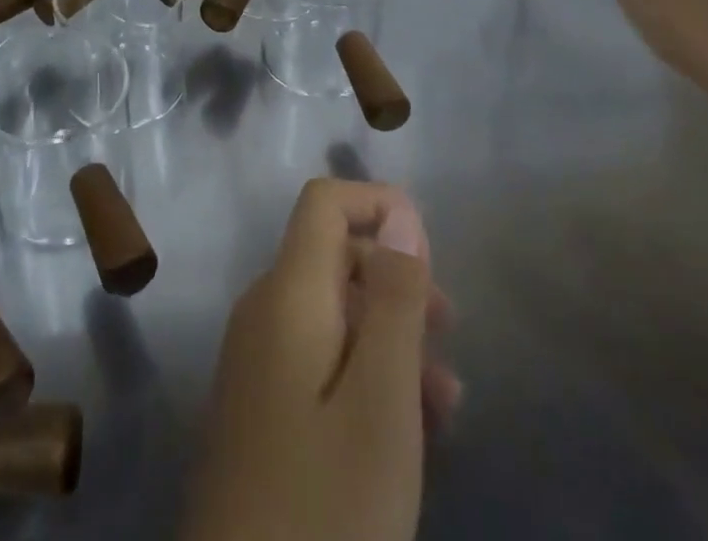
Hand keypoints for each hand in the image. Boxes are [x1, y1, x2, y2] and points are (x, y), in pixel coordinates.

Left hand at [181, 179, 456, 540]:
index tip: (430, 253)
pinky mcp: (259, 407)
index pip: (324, 203)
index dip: (376, 205)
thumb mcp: (382, 401)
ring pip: (332, 315)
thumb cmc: (325, 505)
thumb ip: (393, 298)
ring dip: (389, 338)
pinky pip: (317, 361)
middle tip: (451, 333)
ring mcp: (256, 360)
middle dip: (395, 280)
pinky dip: (364, 374)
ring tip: (445, 401)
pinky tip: (403, 431)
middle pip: (332, 257)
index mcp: (287, 293)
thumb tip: (399, 210)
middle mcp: (263, 310)